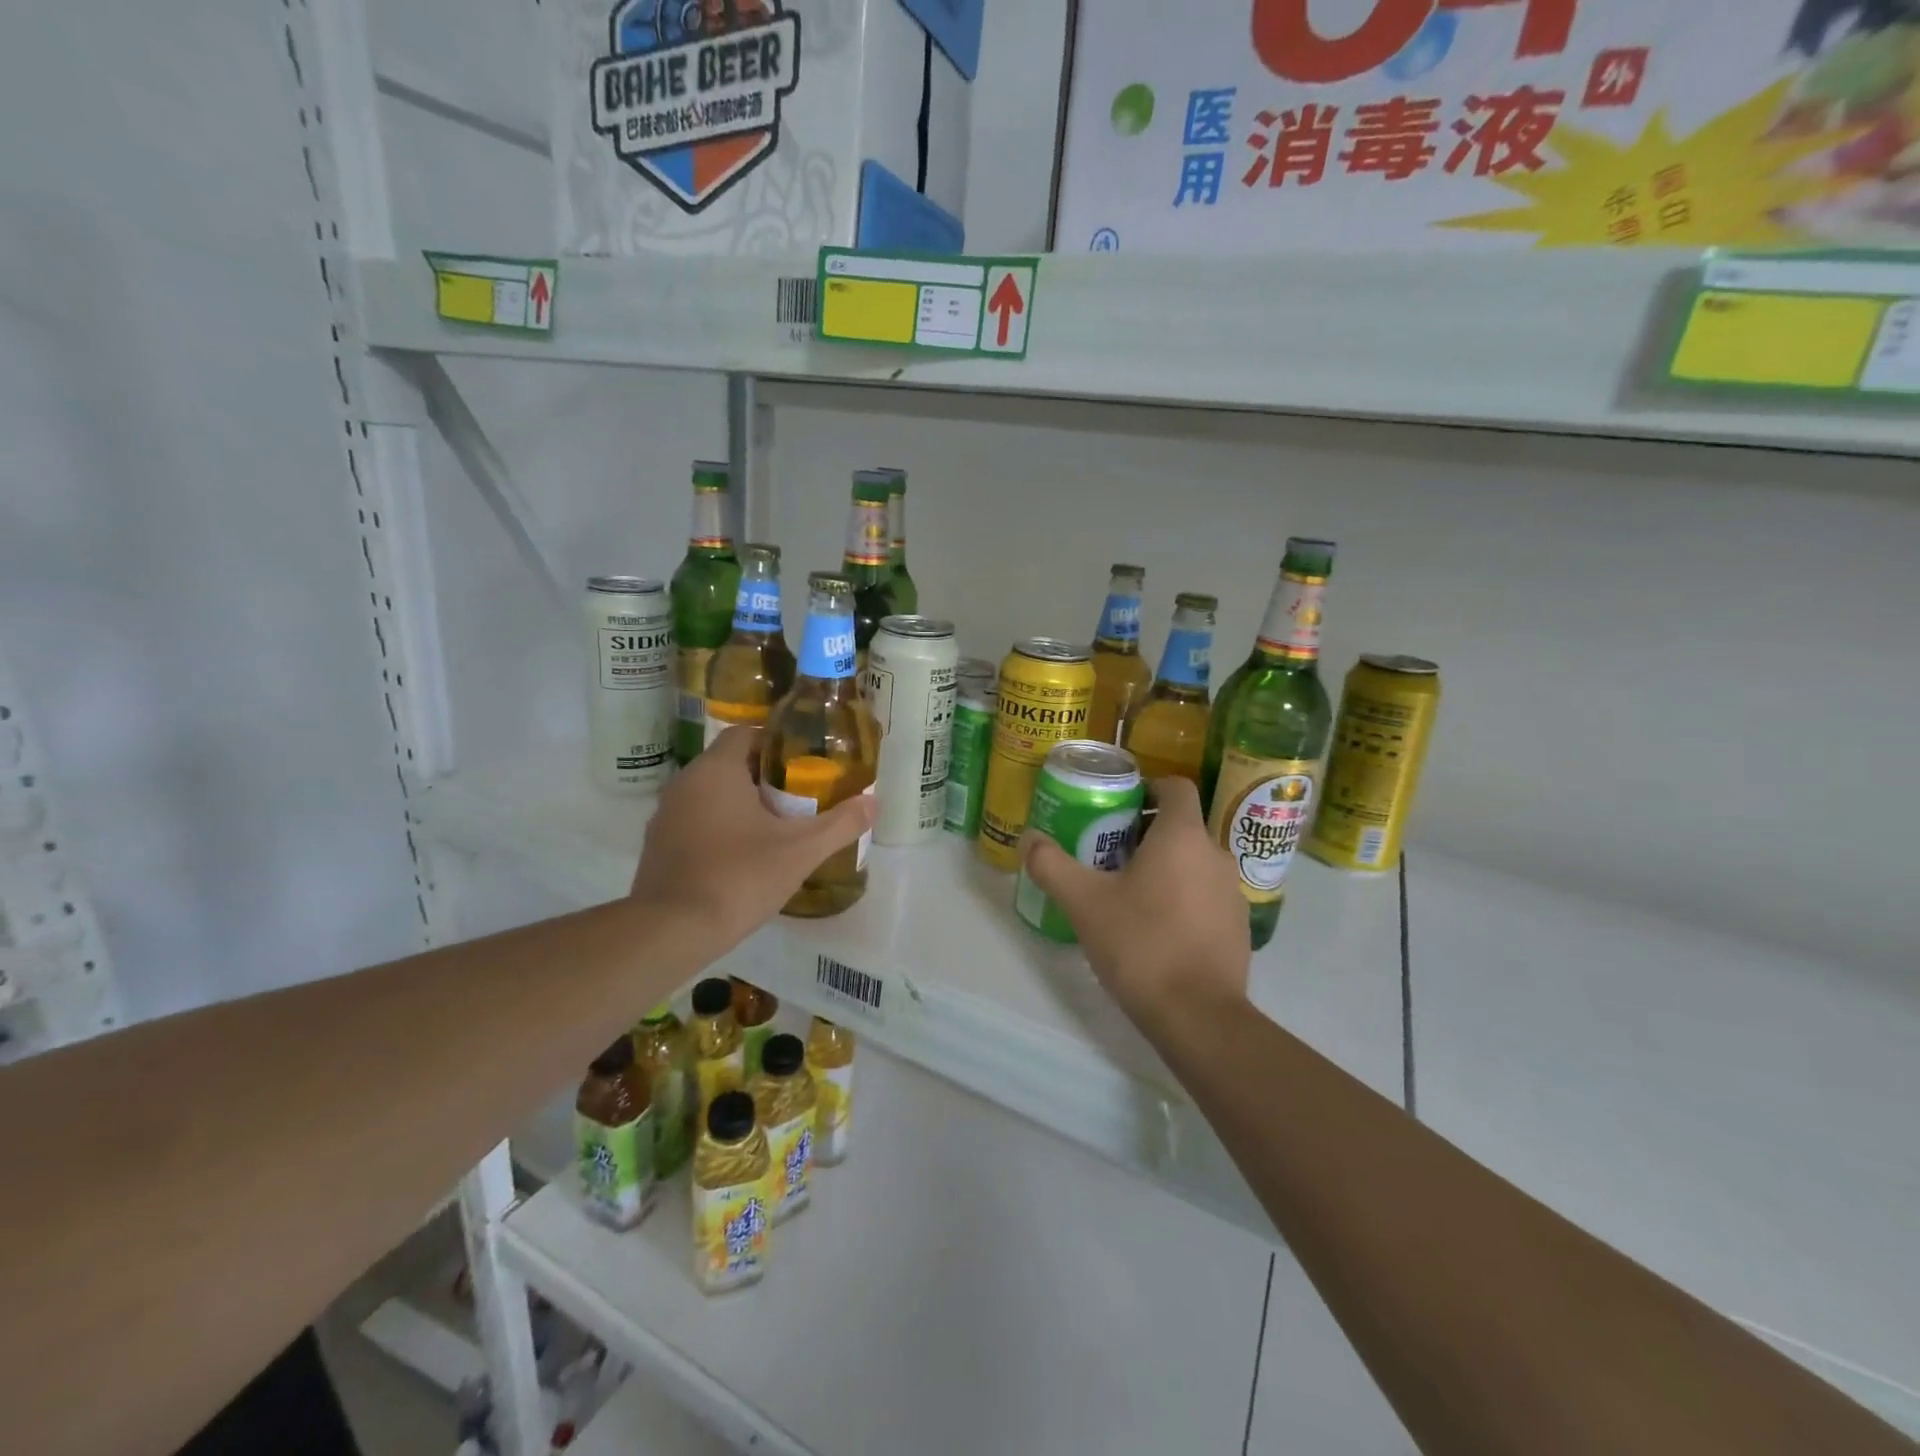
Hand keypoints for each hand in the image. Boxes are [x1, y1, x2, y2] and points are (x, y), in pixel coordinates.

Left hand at [631, 726, 874, 956]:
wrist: (672, 930)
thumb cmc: (739, 876)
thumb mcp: (801, 850)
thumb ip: (840, 823)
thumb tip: (875, 802)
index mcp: (716, 771)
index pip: (745, 733)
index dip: (776, 741)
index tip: (804, 760)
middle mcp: (685, 783)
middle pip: (730, 763)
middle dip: (765, 775)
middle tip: (800, 795)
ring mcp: (666, 815)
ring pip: (711, 794)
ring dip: (741, 802)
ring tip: (777, 825)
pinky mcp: (658, 846)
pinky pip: (695, 821)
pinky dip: (720, 826)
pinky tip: (744, 855)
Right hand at [1018, 777, 1250, 1028]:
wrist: (1198, 1016)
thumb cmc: (1140, 944)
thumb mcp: (1083, 903)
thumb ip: (1051, 865)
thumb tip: (1028, 839)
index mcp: (1183, 836)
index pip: (1176, 787)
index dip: (1148, 788)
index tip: (1118, 807)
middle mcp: (1216, 854)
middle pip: (1181, 826)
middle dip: (1146, 833)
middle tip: (1108, 854)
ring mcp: (1233, 892)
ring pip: (1195, 862)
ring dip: (1166, 867)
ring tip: (1129, 893)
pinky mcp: (1240, 927)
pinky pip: (1207, 895)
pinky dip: (1184, 898)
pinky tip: (1157, 929)